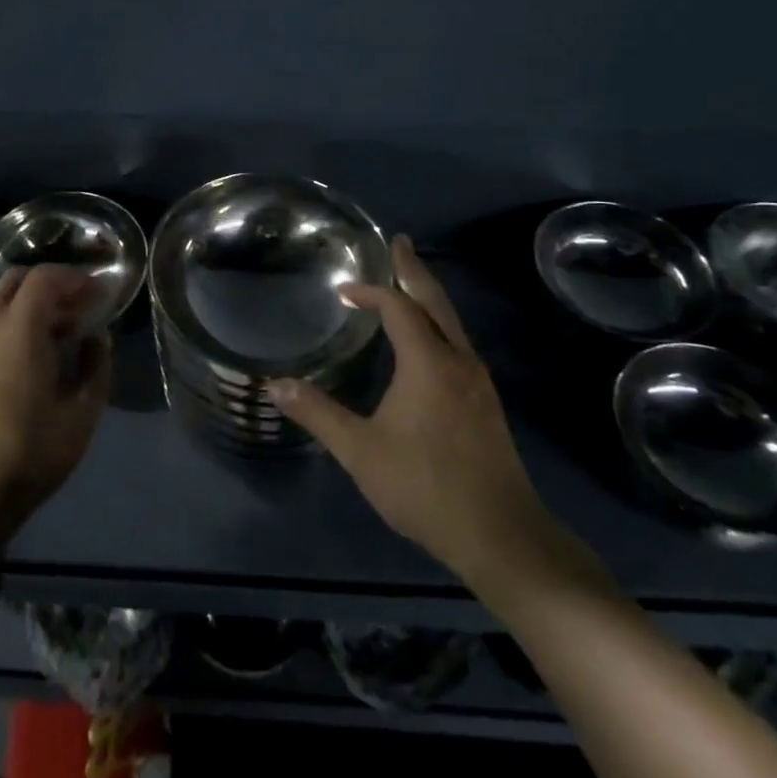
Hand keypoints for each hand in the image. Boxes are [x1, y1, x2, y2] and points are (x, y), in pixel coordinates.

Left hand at [0, 265, 111, 550]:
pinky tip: (41, 351)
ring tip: (66, 329)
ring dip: (34, 302)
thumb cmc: (32, 452)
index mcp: (19, 331)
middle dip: (53, 283)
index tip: (100, 293)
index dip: (75, 278)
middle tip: (81, 304)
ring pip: (2, 301)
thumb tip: (96, 338)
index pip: (44, 278)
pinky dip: (19, 320)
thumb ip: (95, 365)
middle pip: (17, 280)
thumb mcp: (81, 413)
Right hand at [270, 236, 555, 591]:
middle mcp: (458, 361)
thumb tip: (276, 386)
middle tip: (400, 242)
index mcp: (428, 363)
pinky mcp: (485, 402)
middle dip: (414, 270)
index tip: (344, 290)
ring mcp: (478, 381)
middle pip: (435, 302)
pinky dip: (438, 323)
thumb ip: (318, 414)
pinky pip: (458, 343)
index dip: (371, 292)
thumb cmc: (425, 486)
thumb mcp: (361, 451)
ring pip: (452, 323)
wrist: (500, 535)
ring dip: (428, 297)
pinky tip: (428, 340)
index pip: (399, 308)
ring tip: (409, 282)